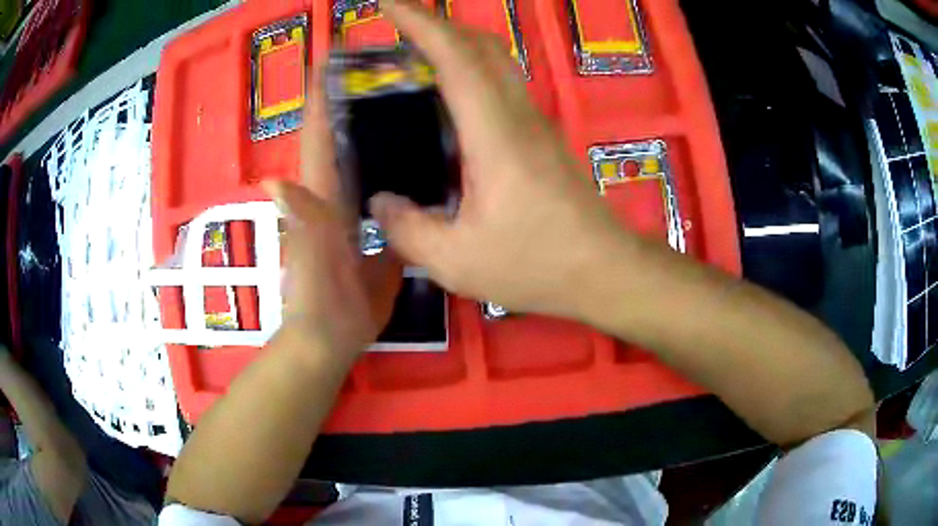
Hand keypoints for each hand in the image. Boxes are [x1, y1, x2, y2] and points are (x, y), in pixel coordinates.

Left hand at [263, 79, 401, 358]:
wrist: (334, 337)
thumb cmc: (317, 301)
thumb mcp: (308, 262)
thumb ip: (299, 224)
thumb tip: (273, 179)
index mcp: (323, 189)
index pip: (321, 132)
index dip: (323, 93)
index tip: (337, 54)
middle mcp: (342, 188)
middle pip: (352, 134)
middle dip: (367, 96)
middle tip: (399, 63)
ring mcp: (365, 205)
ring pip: (379, 156)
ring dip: (395, 124)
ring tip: (427, 93)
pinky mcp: (386, 224)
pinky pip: (401, 186)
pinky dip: (415, 164)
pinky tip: (441, 150)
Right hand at [371, 0, 630, 320]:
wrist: (605, 269)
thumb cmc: (538, 264)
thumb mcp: (457, 261)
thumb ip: (408, 230)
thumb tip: (380, 202)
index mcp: (494, 134)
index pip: (456, 56)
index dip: (421, 22)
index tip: (389, 5)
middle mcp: (517, 115)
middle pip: (481, 45)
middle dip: (437, 24)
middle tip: (397, 29)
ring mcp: (534, 123)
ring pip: (496, 62)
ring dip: (457, 45)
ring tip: (415, 56)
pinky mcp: (541, 138)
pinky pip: (502, 86)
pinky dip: (471, 73)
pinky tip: (447, 100)